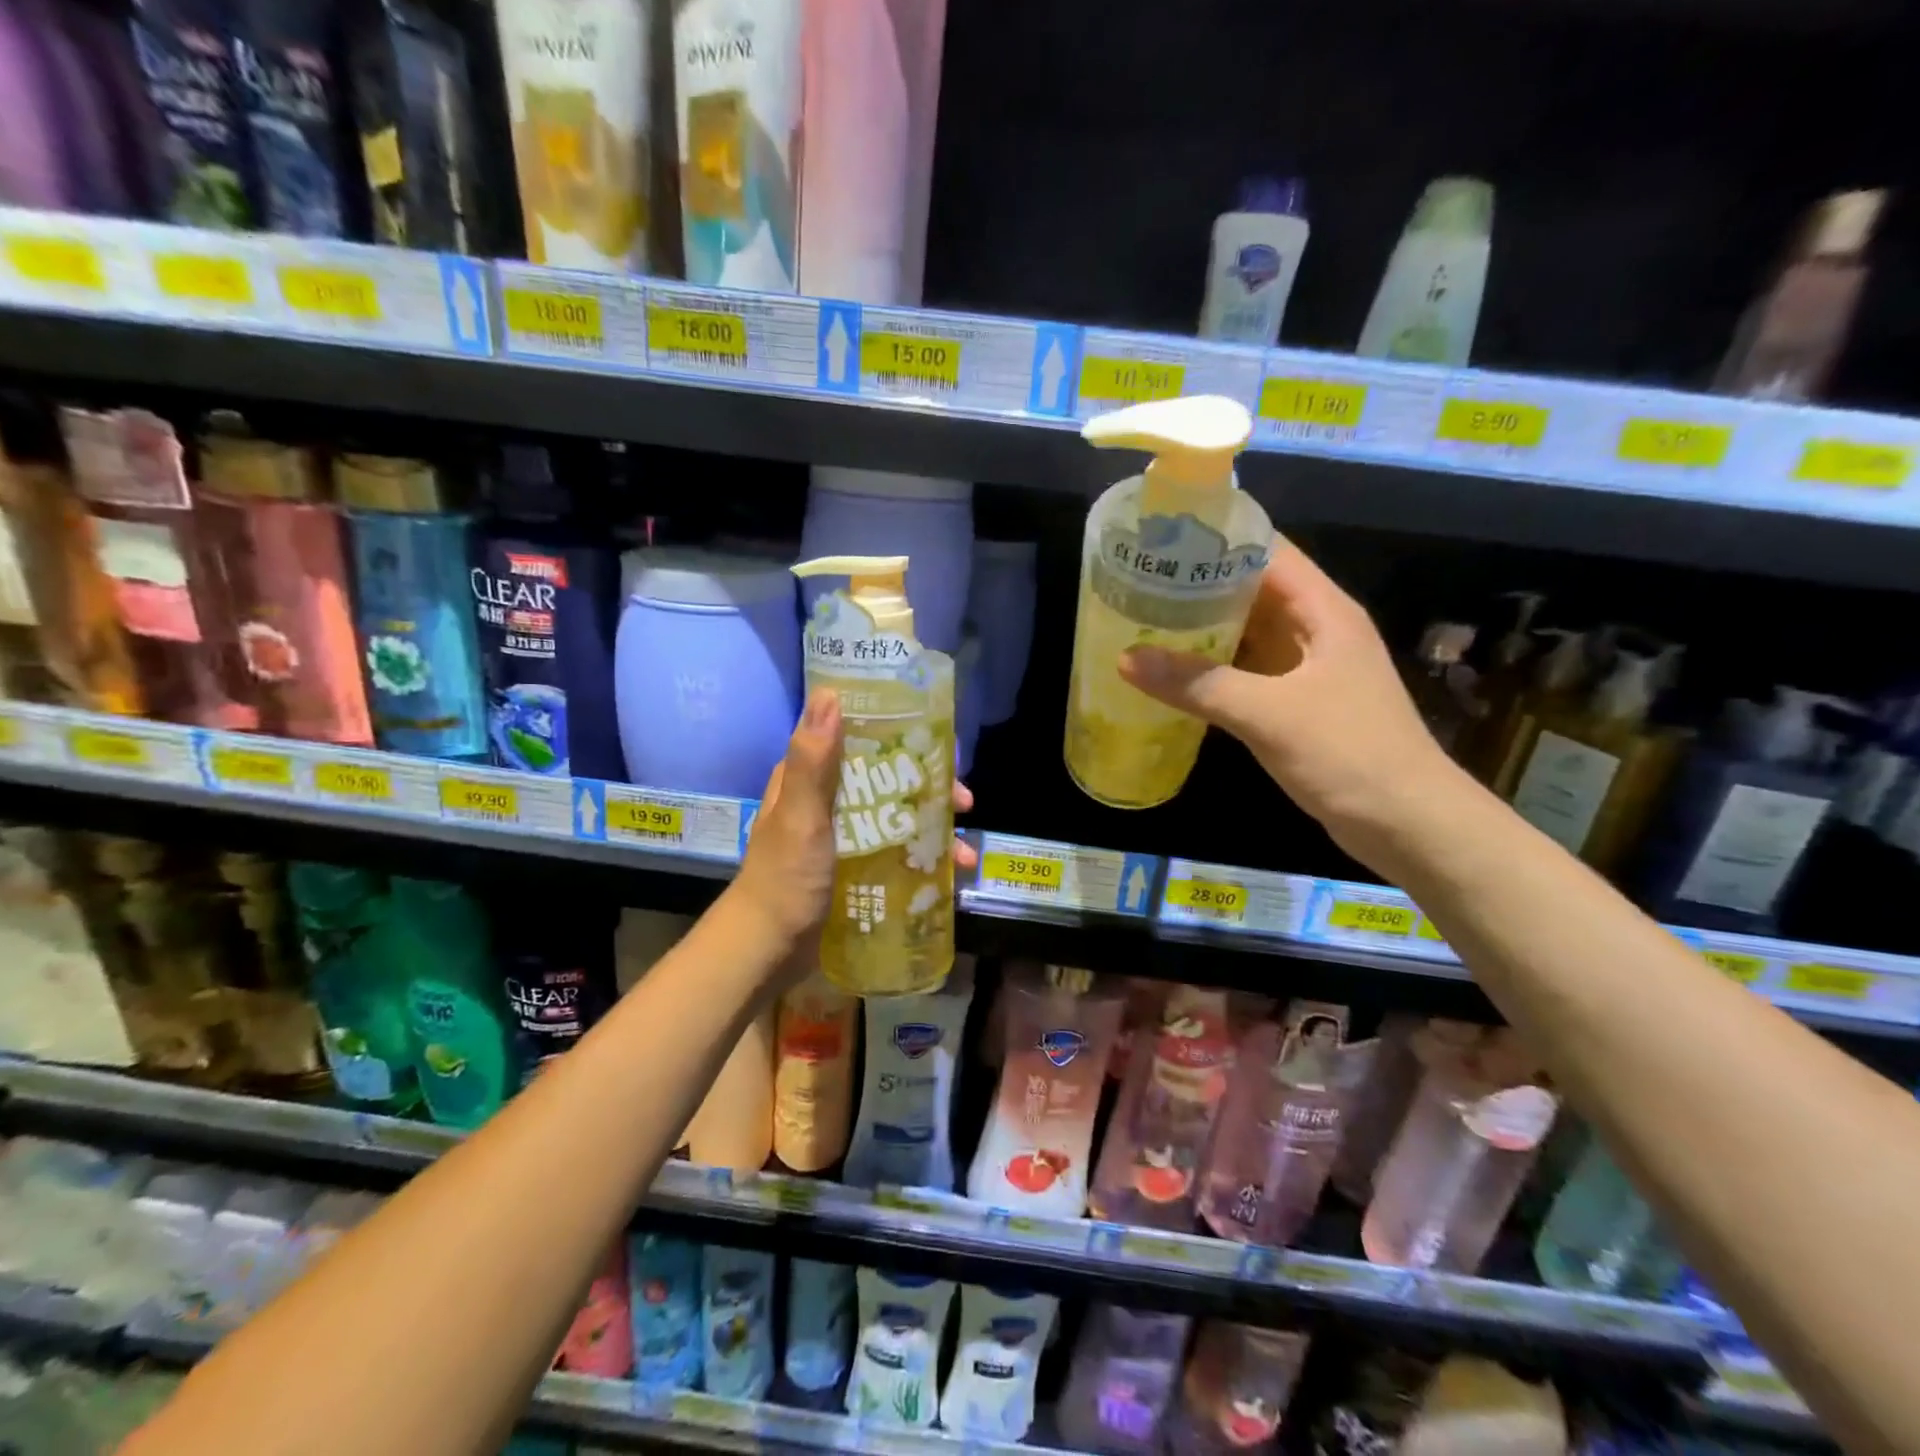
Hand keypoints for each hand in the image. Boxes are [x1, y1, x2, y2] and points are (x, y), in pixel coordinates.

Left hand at [734, 687, 977, 959]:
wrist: (767, 949)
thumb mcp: (801, 818)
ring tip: (963, 853)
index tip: (944, 748)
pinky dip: (922, 860)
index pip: (862, 740)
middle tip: (965, 803)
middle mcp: (828, 801)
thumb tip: (829, 694)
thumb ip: (813, 761)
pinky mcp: (853, 869)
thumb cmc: (785, 880)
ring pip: (896, 819)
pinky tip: (947, 876)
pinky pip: (895, 853)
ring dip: (933, 830)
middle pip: (888, 781)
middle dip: (930, 790)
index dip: (904, 738)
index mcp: (810, 779)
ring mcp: (842, 837)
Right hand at [1118, 542, 1461, 865]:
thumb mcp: (1269, 714)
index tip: (1161, 541)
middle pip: (1252, 591)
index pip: (1268, 552)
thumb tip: (1126, 658)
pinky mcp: (1298, 705)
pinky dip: (1212, 670)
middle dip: (1197, 586)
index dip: (1218, 540)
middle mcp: (1316, 630)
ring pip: (1247, 634)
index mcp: (1323, 611)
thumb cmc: (1349, 754)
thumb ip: (1199, 684)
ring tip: (1142, 622)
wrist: (1407, 824)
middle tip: (1137, 585)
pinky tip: (1173, 675)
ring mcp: (1307, 669)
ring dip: (1202, 630)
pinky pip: (1247, 673)